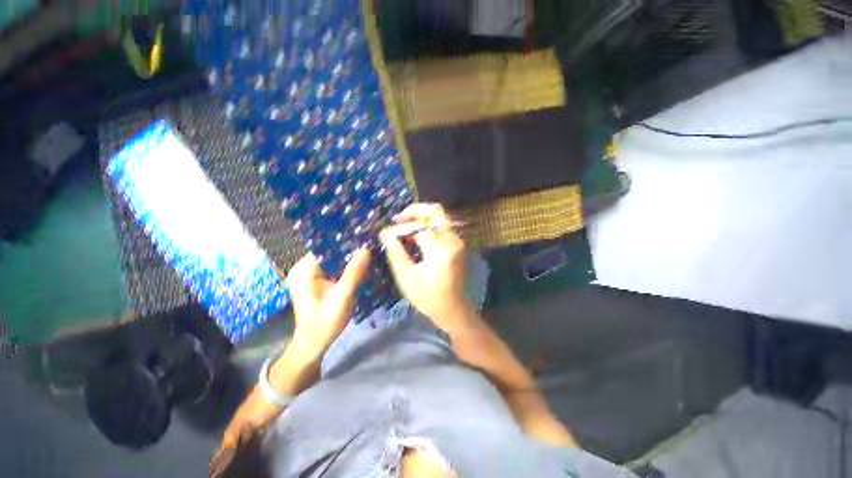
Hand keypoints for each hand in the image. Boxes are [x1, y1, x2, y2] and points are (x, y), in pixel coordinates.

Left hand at [285, 248, 370, 359]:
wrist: (314, 343)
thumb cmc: (325, 321)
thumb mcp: (342, 296)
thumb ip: (354, 272)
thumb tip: (366, 248)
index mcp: (304, 269)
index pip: (326, 245)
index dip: (346, 240)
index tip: (365, 236)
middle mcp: (305, 268)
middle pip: (331, 251)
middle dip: (350, 248)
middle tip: (371, 243)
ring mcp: (311, 274)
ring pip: (334, 259)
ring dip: (350, 257)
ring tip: (369, 250)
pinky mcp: (318, 280)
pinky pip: (334, 267)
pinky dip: (346, 266)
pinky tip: (361, 264)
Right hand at [379, 203, 474, 331]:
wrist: (454, 309)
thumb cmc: (429, 298)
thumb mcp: (407, 277)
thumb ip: (396, 252)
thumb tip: (384, 232)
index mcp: (442, 251)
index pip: (420, 226)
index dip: (401, 227)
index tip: (387, 233)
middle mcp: (453, 241)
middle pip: (435, 211)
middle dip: (414, 211)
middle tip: (397, 219)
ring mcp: (458, 241)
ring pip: (439, 217)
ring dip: (420, 218)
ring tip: (403, 227)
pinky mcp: (457, 244)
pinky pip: (442, 226)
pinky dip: (427, 225)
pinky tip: (415, 235)